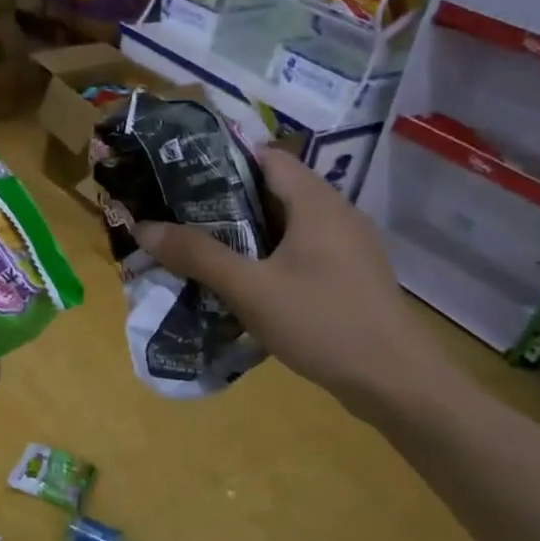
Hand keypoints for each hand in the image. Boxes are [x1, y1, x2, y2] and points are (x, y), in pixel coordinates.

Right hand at [132, 147, 451, 413]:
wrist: (396, 382)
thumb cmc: (322, 323)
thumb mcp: (250, 289)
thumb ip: (197, 255)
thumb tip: (143, 227)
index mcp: (316, 202)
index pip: (265, 157)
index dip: (221, 161)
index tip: (178, 176)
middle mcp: (335, 213)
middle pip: (273, 190)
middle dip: (224, 201)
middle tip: (177, 216)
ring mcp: (346, 246)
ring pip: (285, 224)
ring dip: (244, 233)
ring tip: (198, 247)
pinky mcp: (348, 276)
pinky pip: (299, 251)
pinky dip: (267, 256)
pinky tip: (241, 282)